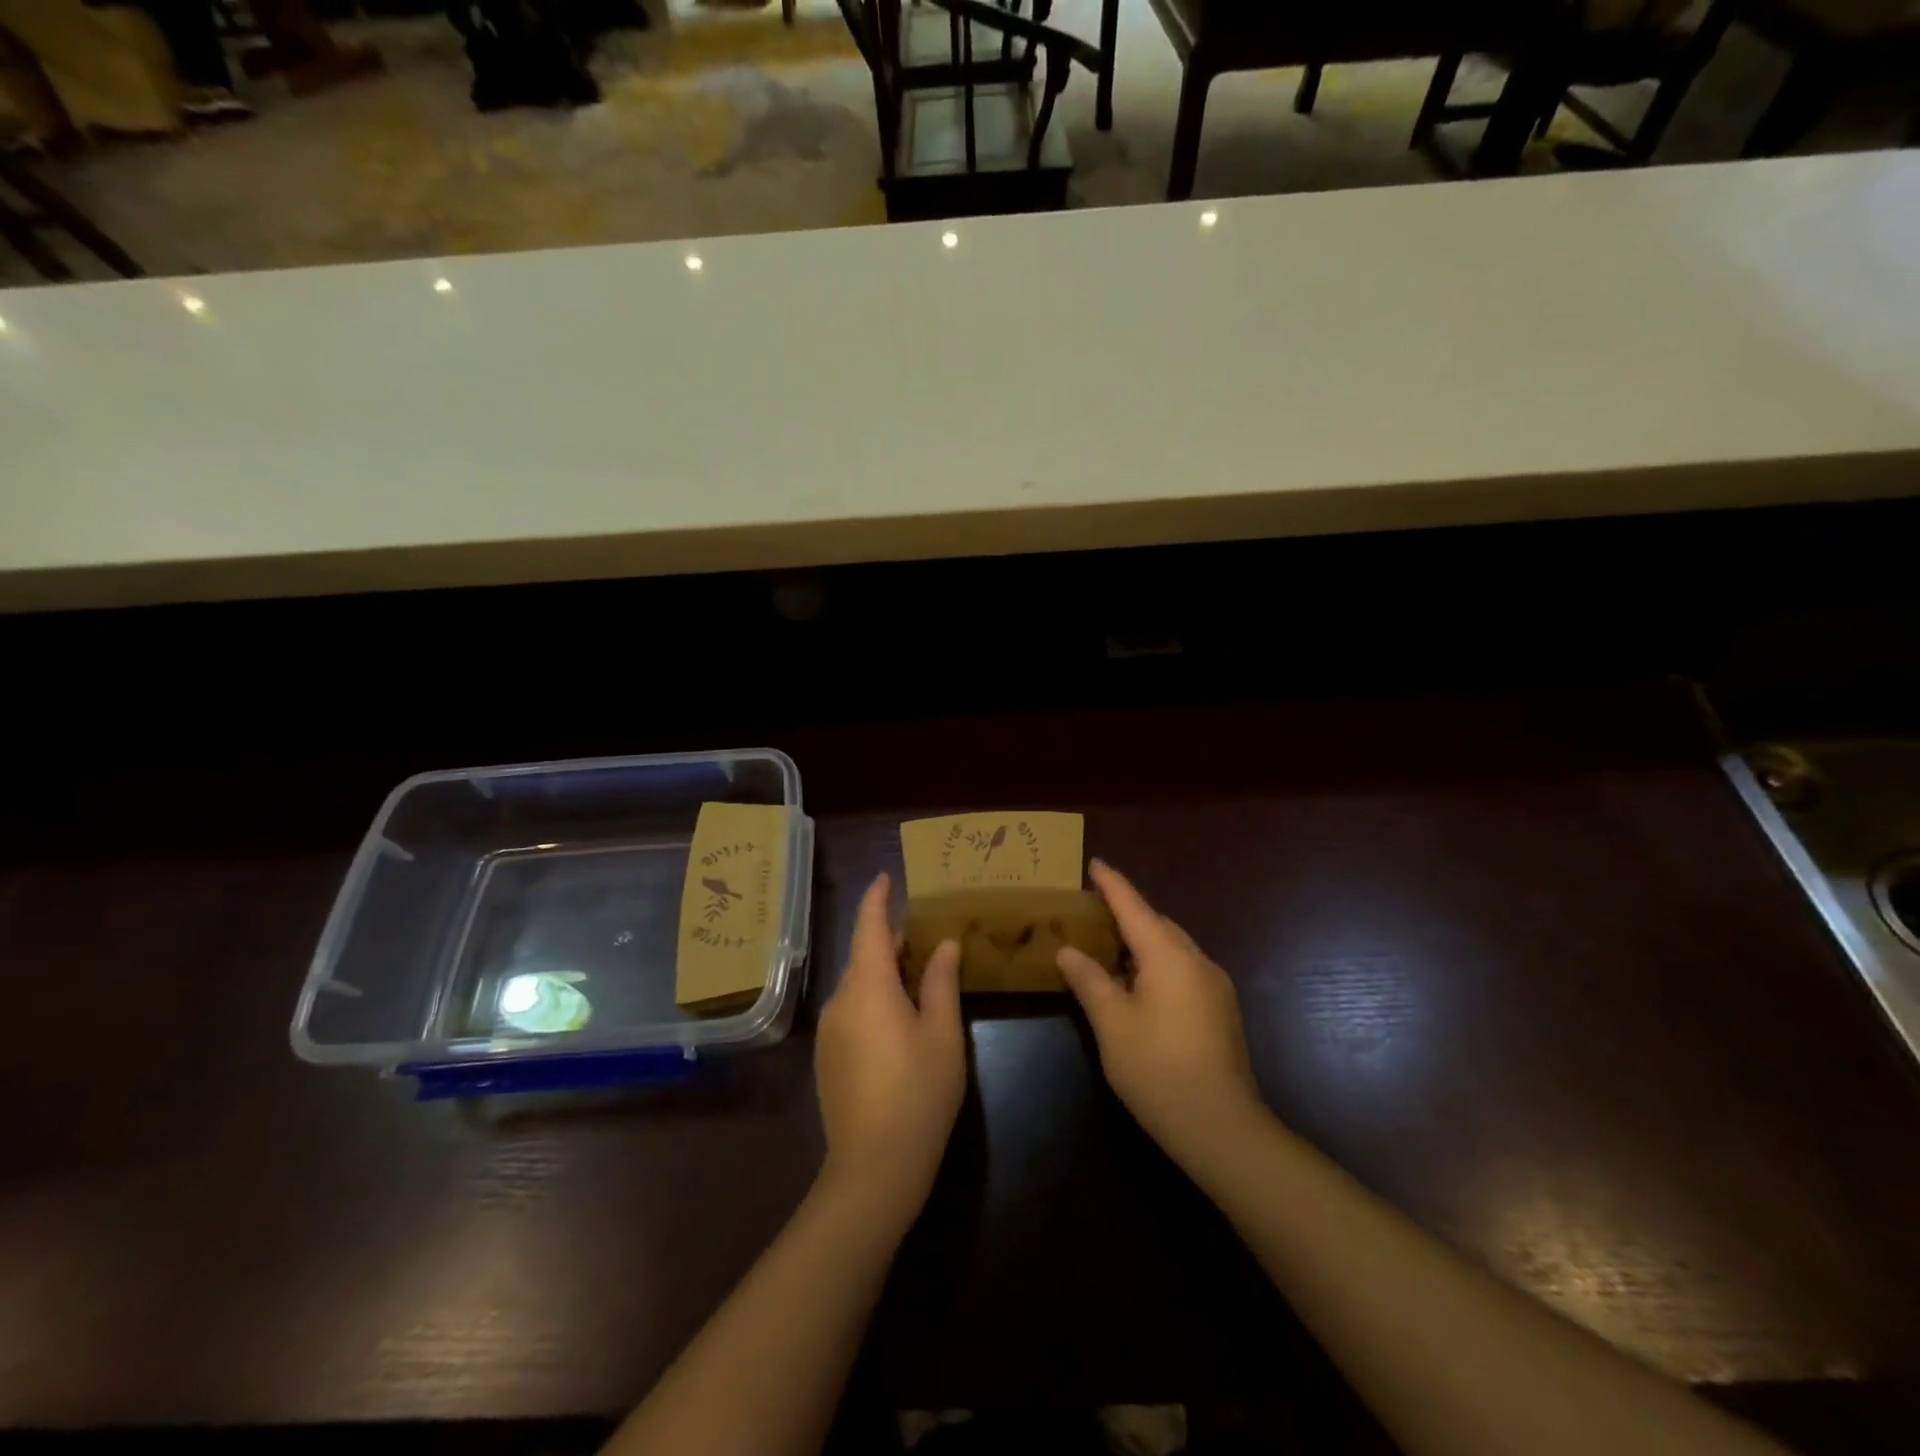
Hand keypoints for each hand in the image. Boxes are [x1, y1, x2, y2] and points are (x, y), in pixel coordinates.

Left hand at [814, 873, 964, 1224]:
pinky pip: (851, 1009)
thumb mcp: (942, 1034)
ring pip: (857, 984)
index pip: (869, 926)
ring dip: (883, 971)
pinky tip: (898, 1017)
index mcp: (868, 985)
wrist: (873, 1169)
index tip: (885, 876)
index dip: (877, 898)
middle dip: (890, 939)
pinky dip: (873, 997)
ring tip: (918, 973)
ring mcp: (829, 1030)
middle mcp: (840, 1000)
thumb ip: (941, 982)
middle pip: (863, 954)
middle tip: (924, 932)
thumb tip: (943, 944)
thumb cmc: (919, 1093)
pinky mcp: (827, 1057)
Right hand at [1057, 860, 1264, 1165]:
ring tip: (1109, 946)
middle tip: (1092, 911)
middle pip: (1157, 924)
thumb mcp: (1112, 1025)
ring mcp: (1214, 986)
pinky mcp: (1221, 1009)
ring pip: (1172, 947)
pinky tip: (1138, 984)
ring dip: (1142, 940)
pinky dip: (1157, 963)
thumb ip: (1089, 981)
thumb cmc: (1158, 1070)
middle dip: (1127, 912)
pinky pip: (1183, 969)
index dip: (1112, 884)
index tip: (1095, 863)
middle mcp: (1197, 961)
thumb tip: (1069, 951)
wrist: (1222, 1128)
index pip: (1134, 907)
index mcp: (1169, 956)